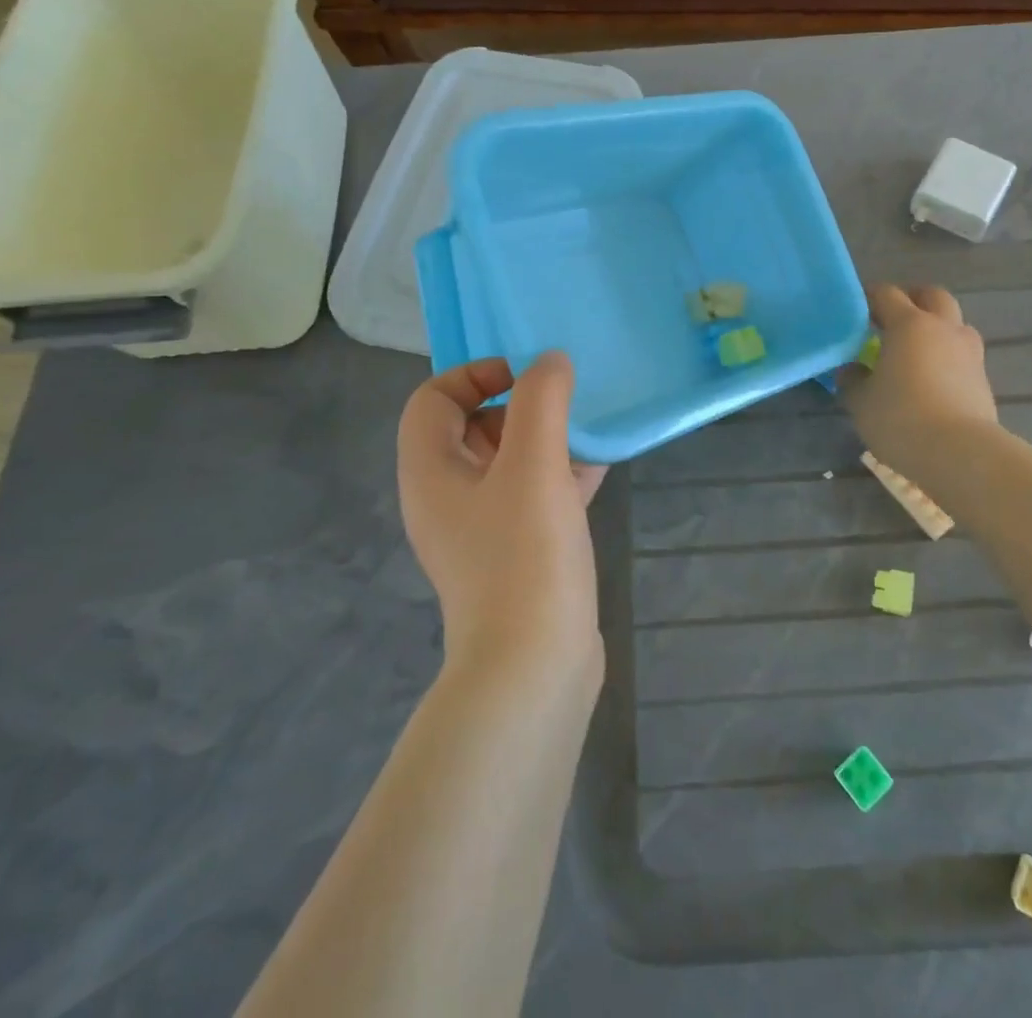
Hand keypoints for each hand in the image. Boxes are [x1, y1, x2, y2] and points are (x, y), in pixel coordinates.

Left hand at [397, 352, 608, 675]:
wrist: (535, 668)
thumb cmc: (524, 556)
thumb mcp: (533, 465)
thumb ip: (541, 401)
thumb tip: (550, 362)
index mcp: (431, 472)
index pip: (432, 399)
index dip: (474, 374)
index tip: (527, 378)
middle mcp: (448, 497)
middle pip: (472, 426)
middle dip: (519, 406)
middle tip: (565, 405)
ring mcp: (482, 529)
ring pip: (509, 461)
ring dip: (546, 439)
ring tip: (589, 430)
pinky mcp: (517, 552)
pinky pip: (534, 494)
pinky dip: (560, 473)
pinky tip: (600, 466)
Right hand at [843, 284, 998, 478]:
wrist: (960, 453)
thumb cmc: (901, 418)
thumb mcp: (860, 401)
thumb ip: (852, 379)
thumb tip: (851, 369)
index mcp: (910, 324)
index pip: (887, 294)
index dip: (869, 297)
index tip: (856, 310)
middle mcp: (944, 329)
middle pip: (933, 296)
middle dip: (913, 299)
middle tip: (892, 318)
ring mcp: (969, 353)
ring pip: (955, 324)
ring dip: (936, 327)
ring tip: (916, 350)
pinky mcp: (983, 379)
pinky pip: (963, 355)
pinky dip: (947, 357)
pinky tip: (932, 379)